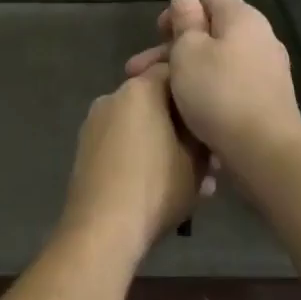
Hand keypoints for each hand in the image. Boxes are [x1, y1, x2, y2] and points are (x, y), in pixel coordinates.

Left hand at [58, 65, 207, 260]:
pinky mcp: (85, 150)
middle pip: (156, 101)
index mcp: (139, 90)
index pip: (173, 71)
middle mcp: (112, 98)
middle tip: (210, 159)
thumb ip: (202, 134)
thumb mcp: (196, 162)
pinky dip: (143, 157)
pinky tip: (164, 188)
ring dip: (166, 146)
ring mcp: (94, 124)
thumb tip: (205, 126)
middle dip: (183, 127)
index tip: (215, 114)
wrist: (102, 228)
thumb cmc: (156, 187)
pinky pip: (123, 144)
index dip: (197, 91)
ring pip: (140, 126)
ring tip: (194, 182)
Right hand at [124, 0, 300, 175]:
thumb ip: (185, 22)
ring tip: (154, 94)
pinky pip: (229, 85)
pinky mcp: (267, 101)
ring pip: (217, 62)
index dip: (180, 11)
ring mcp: (267, 71)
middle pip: (211, 33)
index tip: (157, 34)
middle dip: (172, 49)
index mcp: (243, 19)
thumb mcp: (188, 50)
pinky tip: (185, 110)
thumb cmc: (218, 92)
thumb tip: (186, 1)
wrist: (264, 149)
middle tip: (138, 71)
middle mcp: (261, 39)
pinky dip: (206, 91)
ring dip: (185, 73)